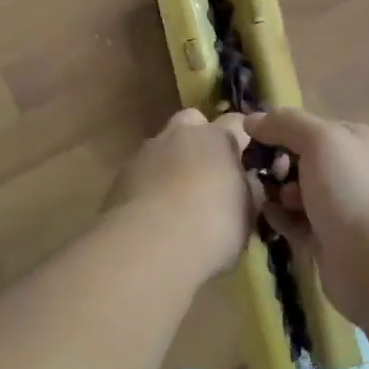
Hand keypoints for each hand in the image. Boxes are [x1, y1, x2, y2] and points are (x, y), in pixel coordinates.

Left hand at [108, 109, 255, 278]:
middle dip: (200, 139)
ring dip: (172, 162)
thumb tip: (247, 181)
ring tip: (178, 199)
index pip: (236, 122)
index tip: (248, 158)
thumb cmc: (212, 227)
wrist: (149, 247)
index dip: (243, 138)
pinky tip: (155, 213)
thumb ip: (248, 190)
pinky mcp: (121, 176)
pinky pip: (143, 171)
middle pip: (193, 121)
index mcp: (217, 138)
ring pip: (163, 146)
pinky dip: (150, 184)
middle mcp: (180, 135)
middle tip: (209, 173)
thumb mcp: (247, 214)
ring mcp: (146, 152)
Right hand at [245, 107, 368, 319]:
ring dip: (276, 194)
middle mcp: (348, 170)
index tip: (256, 143)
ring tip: (270, 201)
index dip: (279, 132)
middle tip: (266, 176)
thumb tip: (252, 120)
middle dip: (277, 165)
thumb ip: (285, 123)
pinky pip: (293, 221)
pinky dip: (279, 219)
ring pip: (294, 192)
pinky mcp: (326, 239)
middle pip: (298, 159)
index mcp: (352, 140)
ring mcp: (338, 207)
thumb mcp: (320, 140)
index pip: (306, 127)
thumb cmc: (350, 190)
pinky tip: (269, 220)